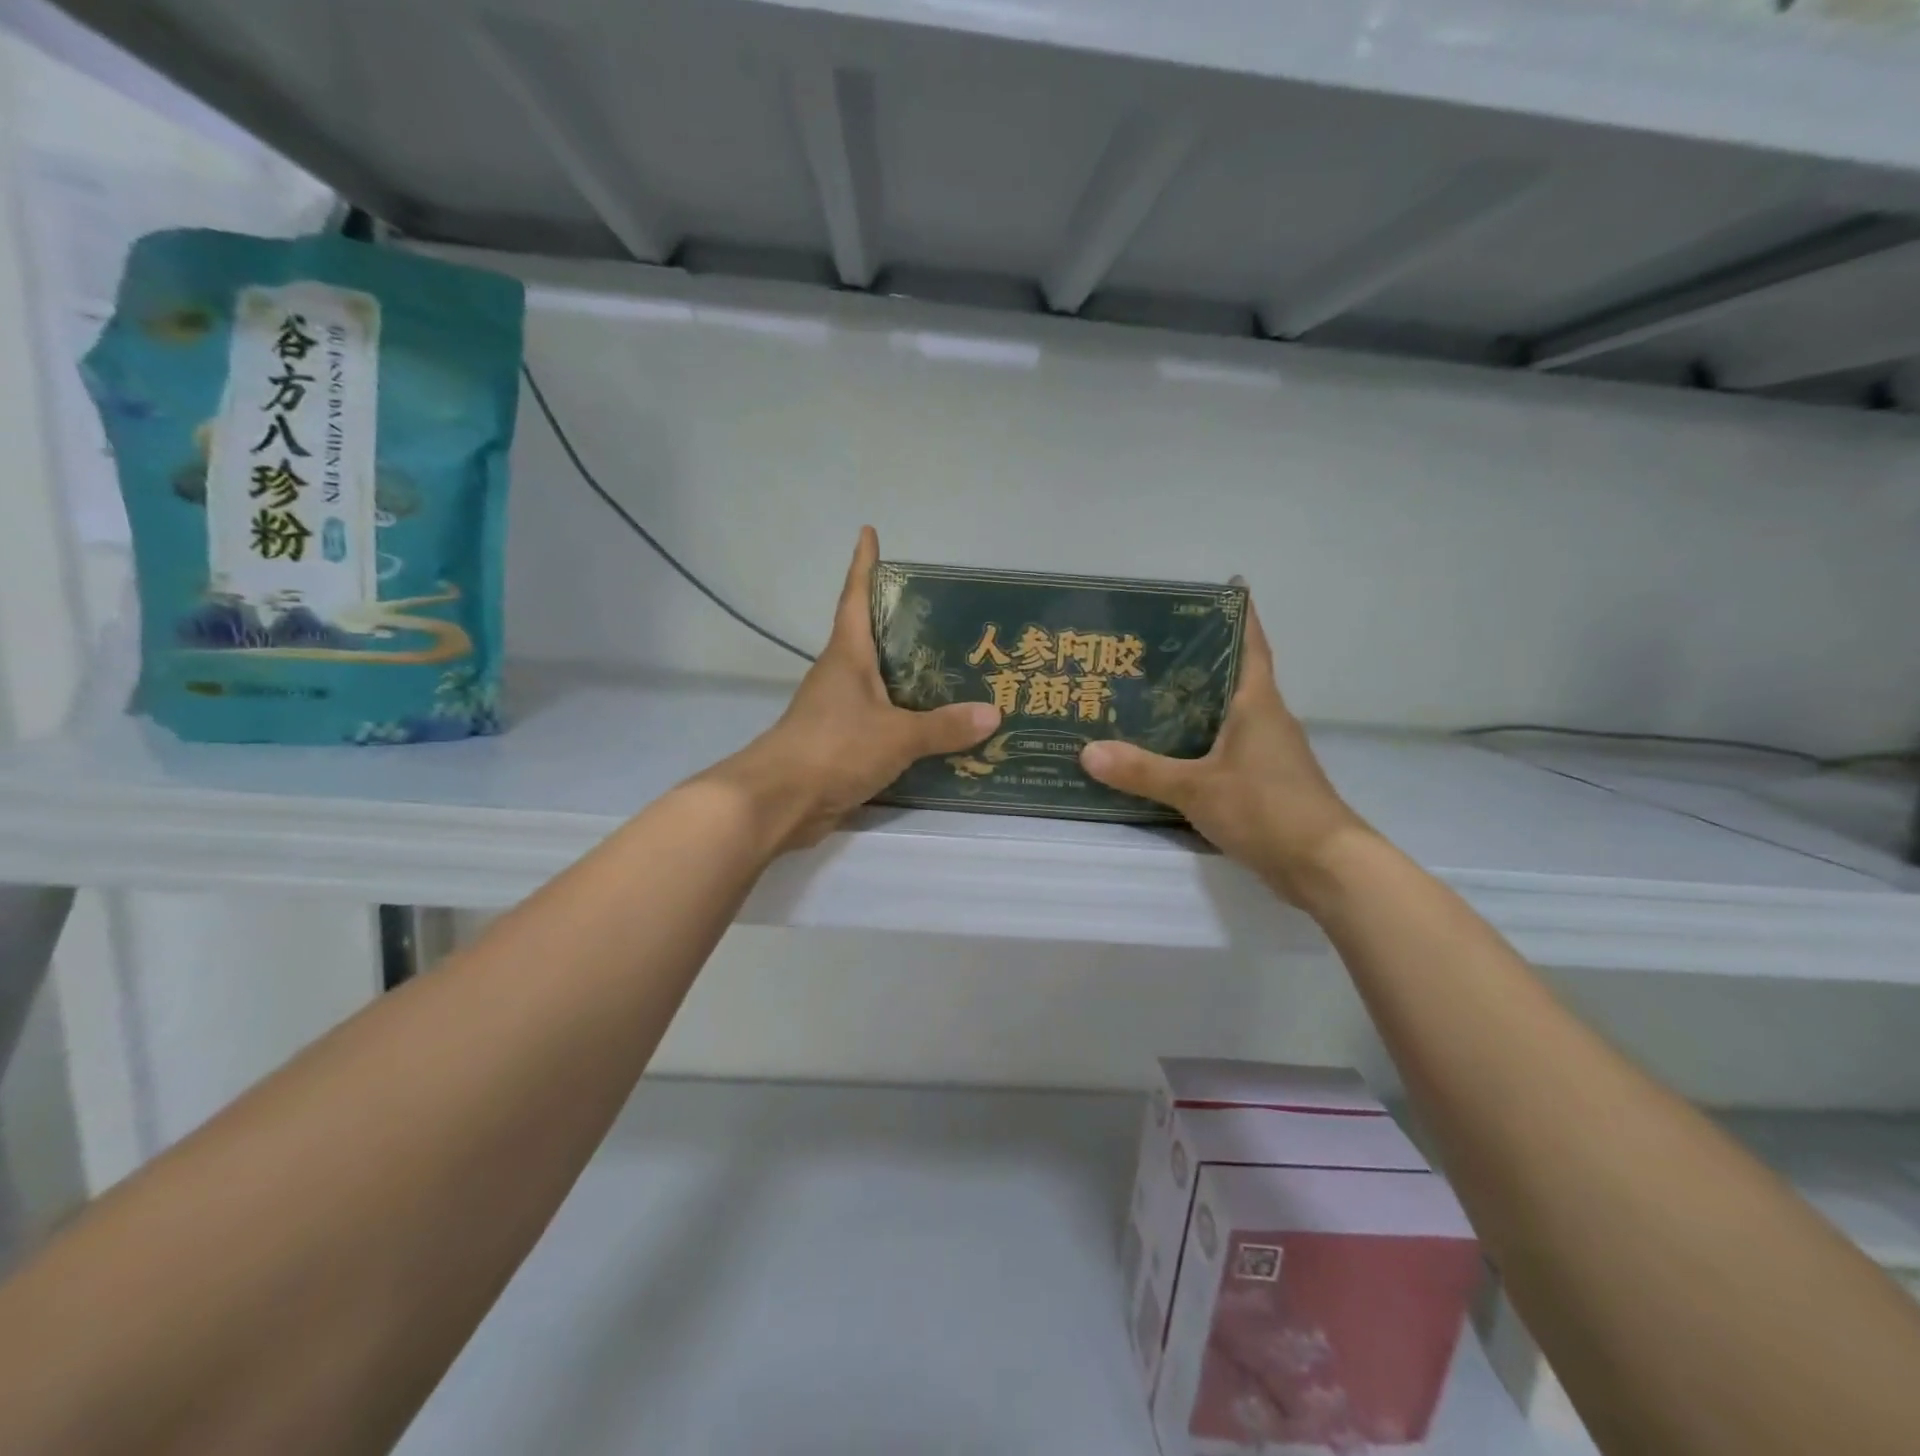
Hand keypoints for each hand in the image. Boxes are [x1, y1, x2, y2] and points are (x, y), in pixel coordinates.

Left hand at [699, 527, 1000, 852]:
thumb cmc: (834, 748)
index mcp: (847, 656)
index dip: (863, 565)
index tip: (868, 533)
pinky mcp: (841, 744)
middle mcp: (840, 676)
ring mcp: (838, 711)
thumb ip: (944, 726)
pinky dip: (906, 719)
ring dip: (910, 676)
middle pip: (873, 639)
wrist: (780, 801)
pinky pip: (882, 722)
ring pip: (880, 683)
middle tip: (949, 616)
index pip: (855, 598)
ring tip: (956, 671)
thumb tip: (993, 713)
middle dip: (904, 624)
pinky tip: (936, 727)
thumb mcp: (897, 735)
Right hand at [1079, 591, 1367, 902]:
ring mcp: (1266, 752)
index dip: (1237, 613)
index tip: (1217, 588)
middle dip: (1195, 658)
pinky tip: (1163, 749)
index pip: (1250, 642)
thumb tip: (1087, 751)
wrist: (1324, 866)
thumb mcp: (1197, 788)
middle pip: (1230, 675)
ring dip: (1191, 701)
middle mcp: (1265, 718)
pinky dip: (1195, 741)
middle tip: (1145, 646)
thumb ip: (1142, 771)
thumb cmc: (1268, 809)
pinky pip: (1222, 747)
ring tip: (1142, 693)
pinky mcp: (1261, 781)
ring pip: (1223, 713)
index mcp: (1257, 702)